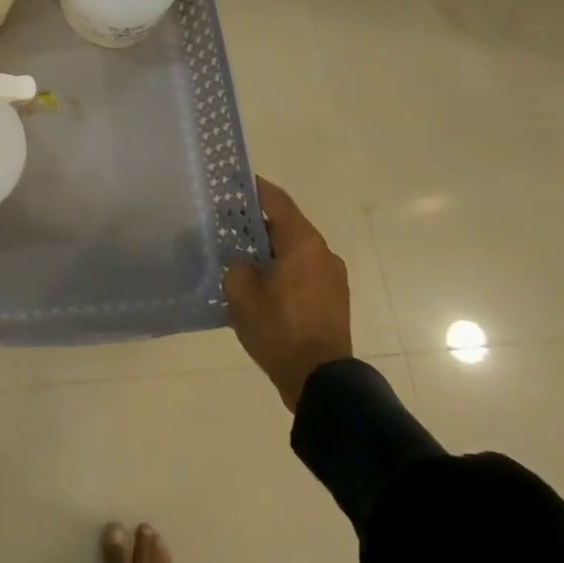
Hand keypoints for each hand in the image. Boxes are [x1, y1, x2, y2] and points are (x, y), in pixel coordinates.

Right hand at [223, 176, 352, 410]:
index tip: (235, 181)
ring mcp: (333, 277)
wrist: (320, 381)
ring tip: (243, 258)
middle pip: (287, 225)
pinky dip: (284, 269)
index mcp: (303, 242)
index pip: (277, 201)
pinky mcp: (334, 300)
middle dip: (258, 224)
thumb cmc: (278, 328)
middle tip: (229, 225)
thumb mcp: (240, 291)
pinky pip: (305, 272)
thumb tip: (244, 260)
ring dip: (272, 250)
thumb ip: (237, 264)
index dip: (255, 188)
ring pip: (296, 251)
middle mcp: (323, 252)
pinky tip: (262, 284)